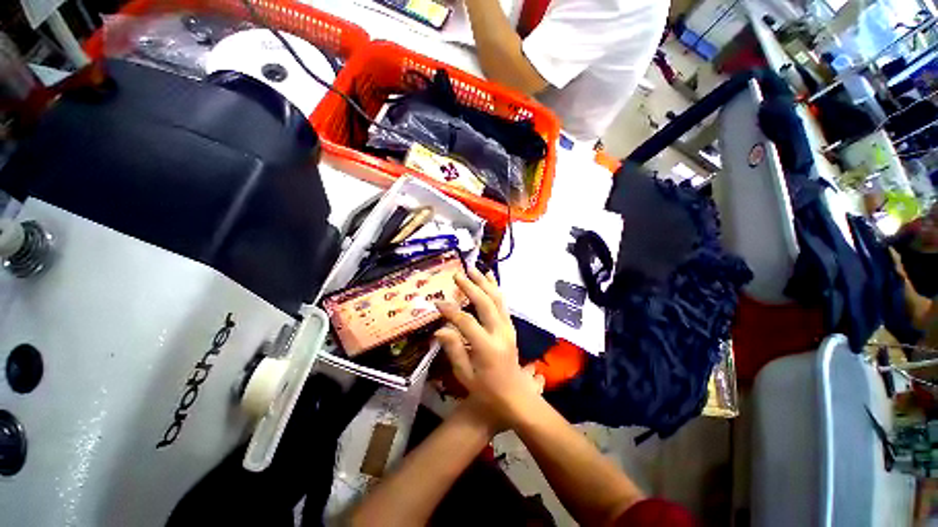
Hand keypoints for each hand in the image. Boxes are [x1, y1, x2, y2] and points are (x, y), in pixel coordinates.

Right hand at [435, 268, 544, 429]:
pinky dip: (495, 288)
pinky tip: (489, 278)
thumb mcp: (465, 375)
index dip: (451, 311)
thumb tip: (439, 329)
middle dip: (471, 287)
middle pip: (485, 303)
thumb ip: (454, 349)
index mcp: (487, 348)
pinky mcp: (510, 326)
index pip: (467, 322)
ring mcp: (508, 328)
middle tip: (457, 275)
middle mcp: (500, 333)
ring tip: (473, 269)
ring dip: (485, 282)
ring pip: (497, 299)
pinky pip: (503, 303)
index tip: (437, 303)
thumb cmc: (487, 390)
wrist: (515, 395)